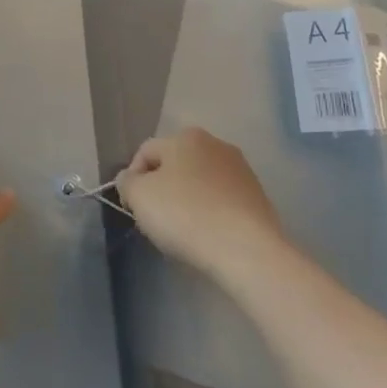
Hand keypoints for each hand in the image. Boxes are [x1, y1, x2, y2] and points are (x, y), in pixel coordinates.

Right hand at [117, 128, 286, 280]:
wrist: (247, 250)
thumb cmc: (185, 215)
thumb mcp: (138, 196)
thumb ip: (127, 182)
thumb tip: (131, 179)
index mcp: (186, 137)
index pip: (145, 153)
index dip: (132, 180)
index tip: (133, 208)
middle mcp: (216, 144)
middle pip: (175, 166)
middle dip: (162, 189)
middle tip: (155, 219)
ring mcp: (242, 171)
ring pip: (200, 184)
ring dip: (187, 201)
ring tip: (183, 231)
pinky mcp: (259, 198)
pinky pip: (222, 202)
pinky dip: (211, 214)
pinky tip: (208, 236)